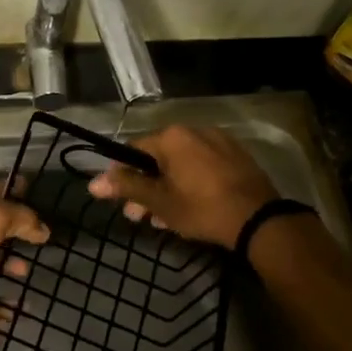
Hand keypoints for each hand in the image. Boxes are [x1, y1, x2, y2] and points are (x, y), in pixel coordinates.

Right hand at [86, 125, 279, 248]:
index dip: (123, 175)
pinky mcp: (237, 157)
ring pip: (181, 165)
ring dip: (167, 189)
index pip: (133, 150)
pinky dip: (191, 183)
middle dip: (146, 188)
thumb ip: (126, 187)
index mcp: (172, 136)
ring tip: (164, 220)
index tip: (122, 200)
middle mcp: (194, 130)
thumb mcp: (159, 201)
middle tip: (141, 217)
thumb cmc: (201, 208)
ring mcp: (219, 142)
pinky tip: (190, 209)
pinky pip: (203, 166)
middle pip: (158, 158)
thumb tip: (93, 182)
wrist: (258, 220)